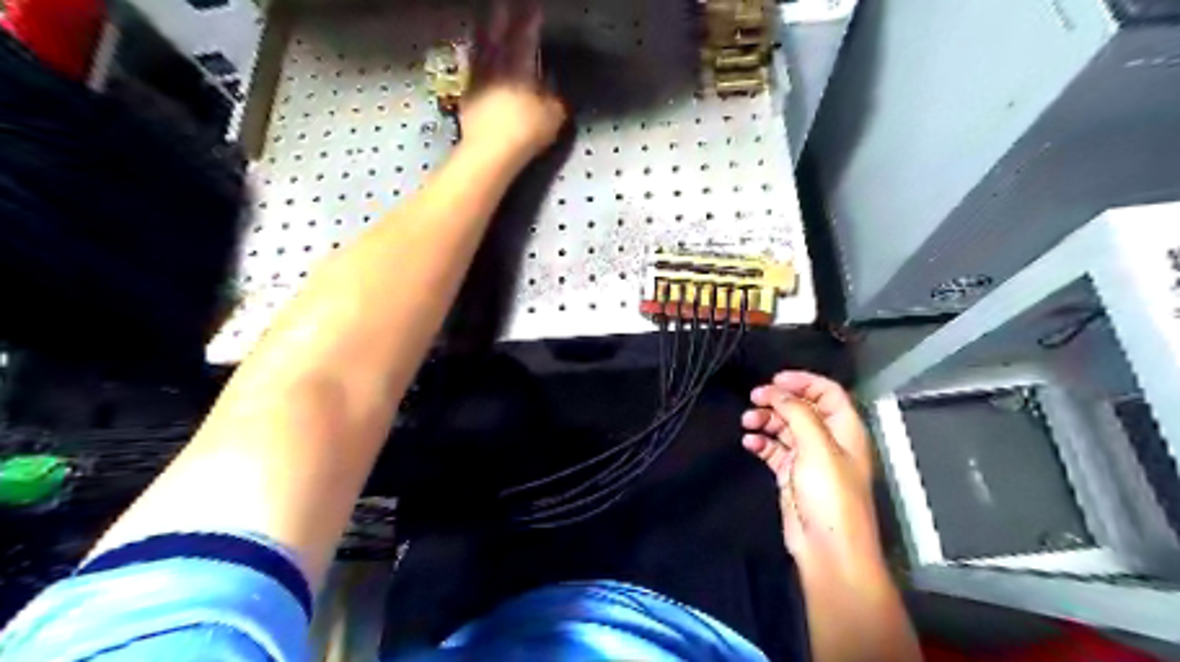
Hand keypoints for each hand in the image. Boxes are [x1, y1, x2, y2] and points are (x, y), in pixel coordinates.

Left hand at [461, 0, 566, 161]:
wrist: (490, 152)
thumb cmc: (526, 133)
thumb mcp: (553, 118)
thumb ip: (555, 101)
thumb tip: (554, 93)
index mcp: (519, 68)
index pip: (525, 37)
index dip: (530, 21)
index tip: (534, 7)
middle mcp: (496, 68)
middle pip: (497, 35)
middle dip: (501, 17)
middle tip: (503, 3)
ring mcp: (478, 81)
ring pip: (480, 48)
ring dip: (483, 32)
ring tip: (485, 22)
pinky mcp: (467, 96)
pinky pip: (471, 67)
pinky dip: (474, 56)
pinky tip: (474, 54)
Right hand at [741, 373, 878, 567]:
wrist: (827, 548)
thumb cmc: (830, 495)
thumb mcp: (817, 447)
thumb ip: (797, 413)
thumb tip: (778, 392)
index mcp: (844, 429)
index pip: (828, 393)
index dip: (804, 382)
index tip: (776, 379)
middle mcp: (828, 440)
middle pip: (802, 408)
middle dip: (778, 400)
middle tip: (754, 398)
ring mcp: (808, 458)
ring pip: (785, 428)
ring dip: (765, 421)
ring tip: (747, 422)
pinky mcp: (791, 475)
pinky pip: (773, 450)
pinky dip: (761, 443)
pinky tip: (749, 443)